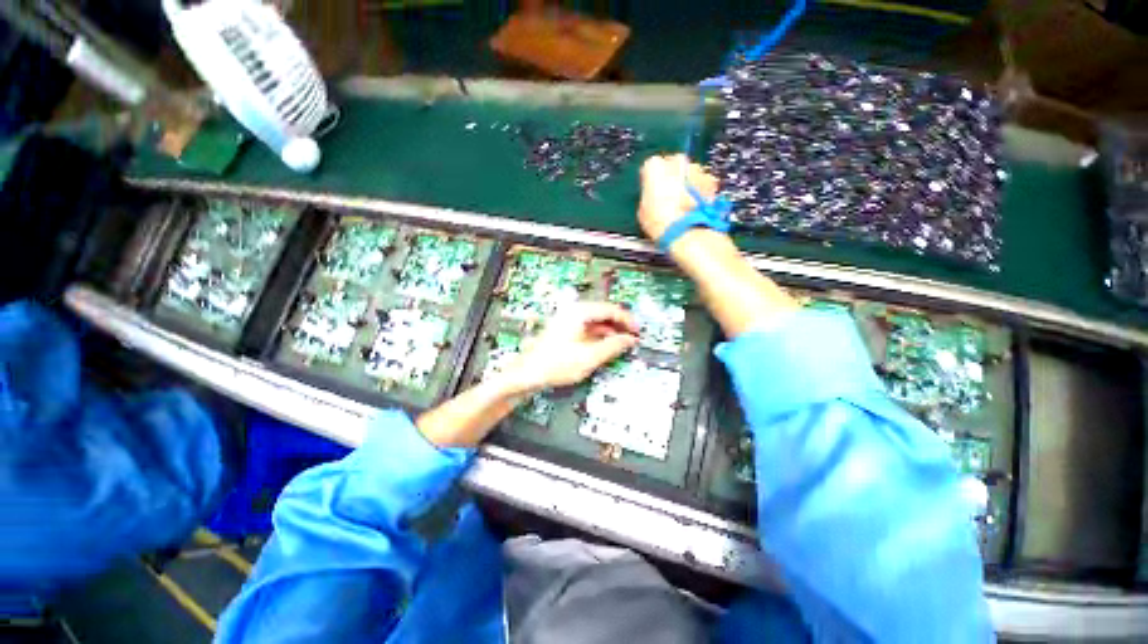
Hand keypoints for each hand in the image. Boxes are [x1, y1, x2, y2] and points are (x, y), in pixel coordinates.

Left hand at [499, 302, 639, 395]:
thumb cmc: (555, 364)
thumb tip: (629, 340)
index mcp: (579, 312)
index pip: (611, 309)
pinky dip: (599, 336)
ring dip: (610, 332)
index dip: (627, 321)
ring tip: (621, 344)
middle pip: (604, 313)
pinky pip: (588, 328)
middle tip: (632, 338)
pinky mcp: (565, 330)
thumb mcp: (590, 357)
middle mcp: (573, 312)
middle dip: (619, 326)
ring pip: (596, 322)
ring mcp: (568, 320)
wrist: (528, 373)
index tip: (637, 331)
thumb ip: (613, 346)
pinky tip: (605, 347)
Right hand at [638, 154, 719, 241]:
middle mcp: (676, 161)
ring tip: (683, 205)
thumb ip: (648, 198)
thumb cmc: (661, 222)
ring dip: (687, 185)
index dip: (652, 181)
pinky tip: (695, 207)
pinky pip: (703, 183)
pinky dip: (700, 191)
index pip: (650, 167)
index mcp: (653, 166)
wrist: (684, 231)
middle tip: (669, 197)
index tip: (652, 191)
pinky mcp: (710, 181)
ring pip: (690, 173)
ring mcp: (696, 169)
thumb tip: (651, 200)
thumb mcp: (643, 211)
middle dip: (673, 179)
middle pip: (673, 166)